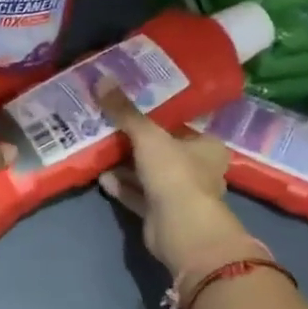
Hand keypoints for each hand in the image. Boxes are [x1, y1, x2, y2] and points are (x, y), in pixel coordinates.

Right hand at [96, 87, 252, 273]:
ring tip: (99, 148)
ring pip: (148, 173)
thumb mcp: (148, 135)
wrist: (180, 229)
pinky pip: (138, 195)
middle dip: (136, 140)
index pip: (182, 125)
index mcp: (207, 147)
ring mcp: (179, 194)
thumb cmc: (175, 174)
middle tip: (109, 124)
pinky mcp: (161, 214)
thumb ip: (125, 111)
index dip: (158, 115)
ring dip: (126, 165)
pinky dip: (122, 186)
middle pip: (162, 149)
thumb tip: (102, 79)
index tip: (132, 105)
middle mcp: (198, 169)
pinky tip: (101, 177)